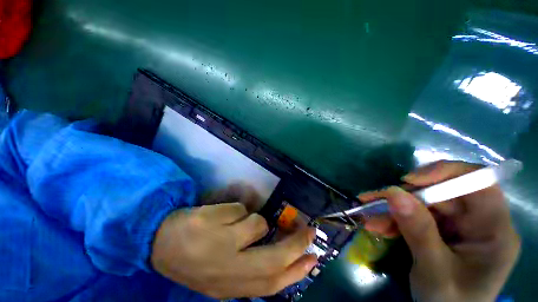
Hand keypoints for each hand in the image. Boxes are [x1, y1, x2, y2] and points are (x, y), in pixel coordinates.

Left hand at [151, 202, 317, 298]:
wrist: (160, 244)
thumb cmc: (196, 260)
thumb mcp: (224, 274)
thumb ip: (250, 269)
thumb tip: (282, 258)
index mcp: (230, 286)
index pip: (272, 283)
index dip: (296, 271)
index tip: (313, 258)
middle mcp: (227, 269)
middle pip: (273, 258)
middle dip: (296, 244)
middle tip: (309, 231)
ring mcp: (217, 244)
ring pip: (256, 224)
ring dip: (252, 221)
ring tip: (234, 225)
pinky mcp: (209, 222)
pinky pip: (239, 210)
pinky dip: (236, 211)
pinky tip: (219, 217)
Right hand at [358, 161, 520, 301]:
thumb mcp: (434, 271)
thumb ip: (418, 232)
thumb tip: (394, 194)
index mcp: (494, 230)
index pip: (478, 183)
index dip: (445, 173)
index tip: (409, 181)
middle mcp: (478, 220)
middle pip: (439, 194)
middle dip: (402, 198)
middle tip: (371, 201)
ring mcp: (458, 225)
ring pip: (421, 204)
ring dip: (392, 210)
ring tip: (369, 218)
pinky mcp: (441, 229)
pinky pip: (414, 216)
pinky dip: (394, 220)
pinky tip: (377, 226)